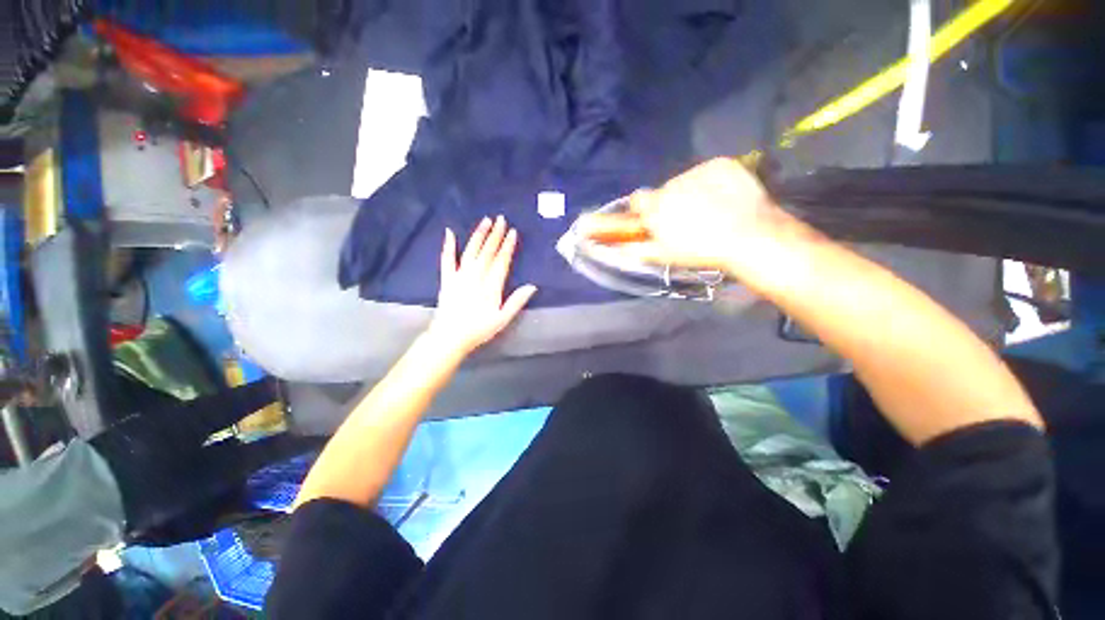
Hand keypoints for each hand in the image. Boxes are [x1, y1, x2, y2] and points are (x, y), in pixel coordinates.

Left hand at [425, 216, 537, 357]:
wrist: (450, 336)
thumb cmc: (479, 329)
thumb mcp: (502, 319)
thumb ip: (516, 301)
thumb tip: (532, 286)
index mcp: (491, 286)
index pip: (501, 261)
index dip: (507, 246)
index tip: (513, 232)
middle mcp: (476, 276)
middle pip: (487, 252)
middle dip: (495, 235)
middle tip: (501, 219)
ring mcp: (459, 276)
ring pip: (471, 251)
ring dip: (478, 235)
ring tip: (485, 221)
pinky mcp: (446, 279)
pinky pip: (447, 259)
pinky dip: (448, 246)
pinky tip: (450, 232)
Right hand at [580, 158, 808, 276]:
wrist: (750, 237)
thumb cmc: (701, 251)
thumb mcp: (663, 256)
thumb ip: (634, 248)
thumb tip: (613, 247)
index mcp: (656, 207)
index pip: (637, 200)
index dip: (644, 209)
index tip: (654, 219)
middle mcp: (672, 184)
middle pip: (664, 191)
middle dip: (670, 203)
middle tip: (687, 220)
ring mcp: (698, 171)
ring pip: (686, 181)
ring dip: (691, 192)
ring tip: (710, 210)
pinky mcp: (721, 164)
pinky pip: (708, 172)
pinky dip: (711, 182)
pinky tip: (724, 197)